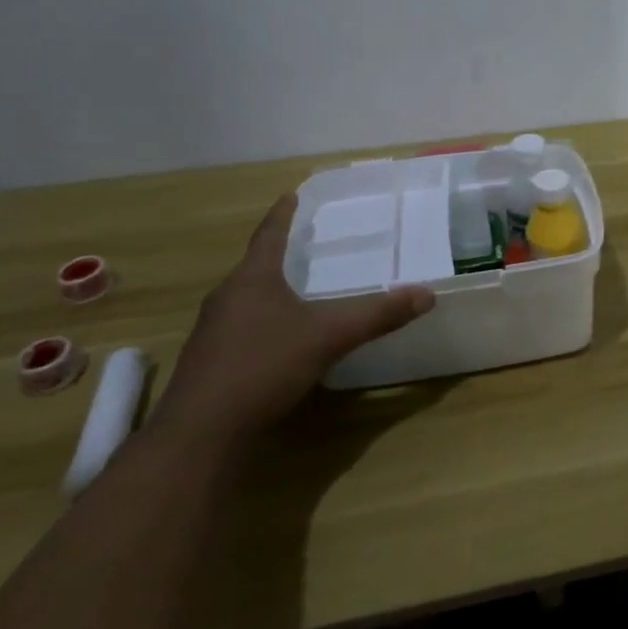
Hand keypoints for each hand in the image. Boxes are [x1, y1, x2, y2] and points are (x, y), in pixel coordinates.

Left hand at [154, 195, 433, 448]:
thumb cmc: (263, 366)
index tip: (292, 193)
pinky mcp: (210, 364)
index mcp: (252, 279)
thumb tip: (426, 294)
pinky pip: (242, 330)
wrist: (200, 434)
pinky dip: (264, 324)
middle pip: (255, 267)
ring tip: (299, 289)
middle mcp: (227, 298)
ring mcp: (213, 333)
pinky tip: (282, 340)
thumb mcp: (329, 337)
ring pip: (247, 300)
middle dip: (280, 254)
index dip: (282, 214)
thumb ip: (377, 315)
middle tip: (307, 243)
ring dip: (271, 291)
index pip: (269, 234)